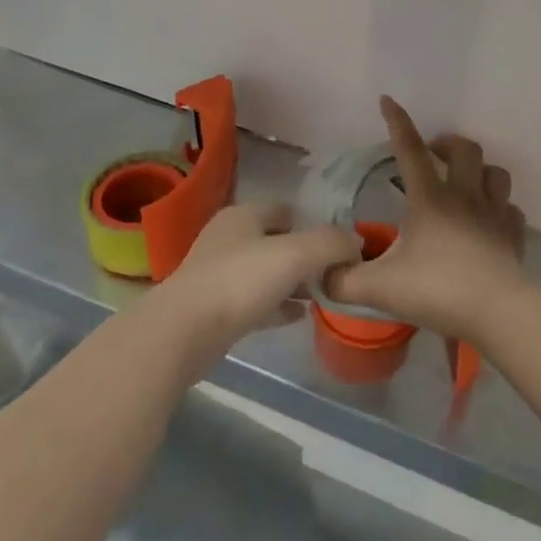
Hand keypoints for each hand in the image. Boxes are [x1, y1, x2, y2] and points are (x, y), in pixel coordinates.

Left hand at [156, 202, 361, 364]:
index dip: (312, 223)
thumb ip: (329, 243)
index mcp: (243, 215)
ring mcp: (218, 273)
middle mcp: (229, 237)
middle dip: (304, 255)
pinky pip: (255, 300)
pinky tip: (298, 317)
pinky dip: (277, 304)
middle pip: (275, 240)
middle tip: (333, 273)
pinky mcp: (214, 307)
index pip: (284, 209)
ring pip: (265, 271)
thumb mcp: (295, 254)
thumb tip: (356, 241)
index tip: (338, 245)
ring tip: (321, 295)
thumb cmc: (241, 281)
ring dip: (292, 281)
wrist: (185, 331)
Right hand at [324, 96, 526, 340]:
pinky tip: (490, 221)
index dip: (398, 122)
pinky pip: (512, 210)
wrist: (500, 313)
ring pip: (495, 172)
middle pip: (465, 149)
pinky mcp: (514, 236)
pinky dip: (501, 208)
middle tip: (433, 156)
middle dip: (448, 144)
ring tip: (465, 182)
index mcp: (430, 198)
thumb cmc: (438, 290)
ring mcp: (494, 214)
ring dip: (480, 170)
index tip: (388, 100)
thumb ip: (344, 280)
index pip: (410, 149)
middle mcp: (464, 196)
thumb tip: (322, 273)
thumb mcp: (380, 288)